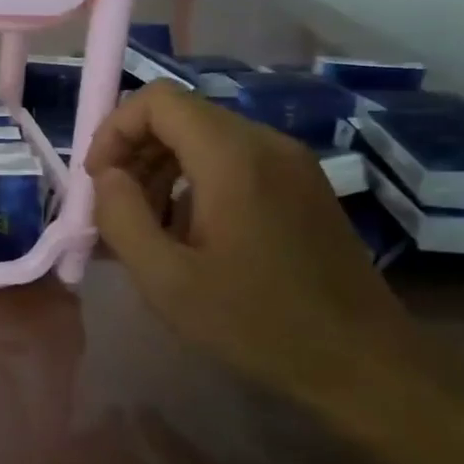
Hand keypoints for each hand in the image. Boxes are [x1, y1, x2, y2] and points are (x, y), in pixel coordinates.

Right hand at [84, 82, 424, 399]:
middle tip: (119, 209)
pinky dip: (197, 180)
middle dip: (136, 153)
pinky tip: (192, 234)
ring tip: (150, 226)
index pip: (158, 100)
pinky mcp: (303, 183)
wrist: (362, 362)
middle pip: (181, 115)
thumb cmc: (256, 323)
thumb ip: (121, 216)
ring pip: (206, 136)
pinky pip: (235, 159)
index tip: (100, 180)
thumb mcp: (166, 280)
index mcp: (232, 156)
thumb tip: (108, 176)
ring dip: (164, 168)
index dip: (115, 129)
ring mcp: (290, 161)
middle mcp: (265, 142)